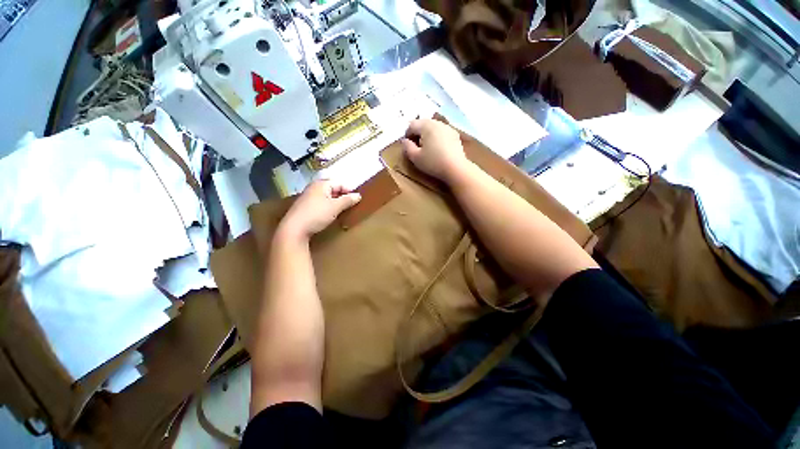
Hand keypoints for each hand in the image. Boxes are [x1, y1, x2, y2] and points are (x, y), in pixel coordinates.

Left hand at [278, 180, 360, 239]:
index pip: (339, 183)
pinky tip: (330, 214)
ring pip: (326, 196)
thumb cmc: (317, 215)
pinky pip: (320, 202)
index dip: (349, 190)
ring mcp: (308, 196)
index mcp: (321, 184)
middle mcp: (313, 187)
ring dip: (335, 201)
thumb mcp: (335, 207)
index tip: (357, 199)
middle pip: (332, 188)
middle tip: (350, 204)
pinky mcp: (304, 206)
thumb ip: (347, 200)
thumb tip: (358, 195)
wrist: (294, 229)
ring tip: (342, 209)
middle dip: (342, 195)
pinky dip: (327, 206)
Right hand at [401, 119, 468, 182]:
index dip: (407, 135)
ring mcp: (447, 127)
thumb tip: (404, 141)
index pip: (411, 125)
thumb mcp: (415, 157)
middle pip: (422, 124)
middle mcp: (437, 123)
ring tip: (427, 148)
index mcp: (426, 125)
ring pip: (433, 127)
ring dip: (427, 135)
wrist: (456, 168)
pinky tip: (438, 149)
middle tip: (416, 147)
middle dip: (417, 133)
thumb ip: (407, 147)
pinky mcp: (455, 134)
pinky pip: (441, 132)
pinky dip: (437, 137)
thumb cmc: (433, 162)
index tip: (407, 146)